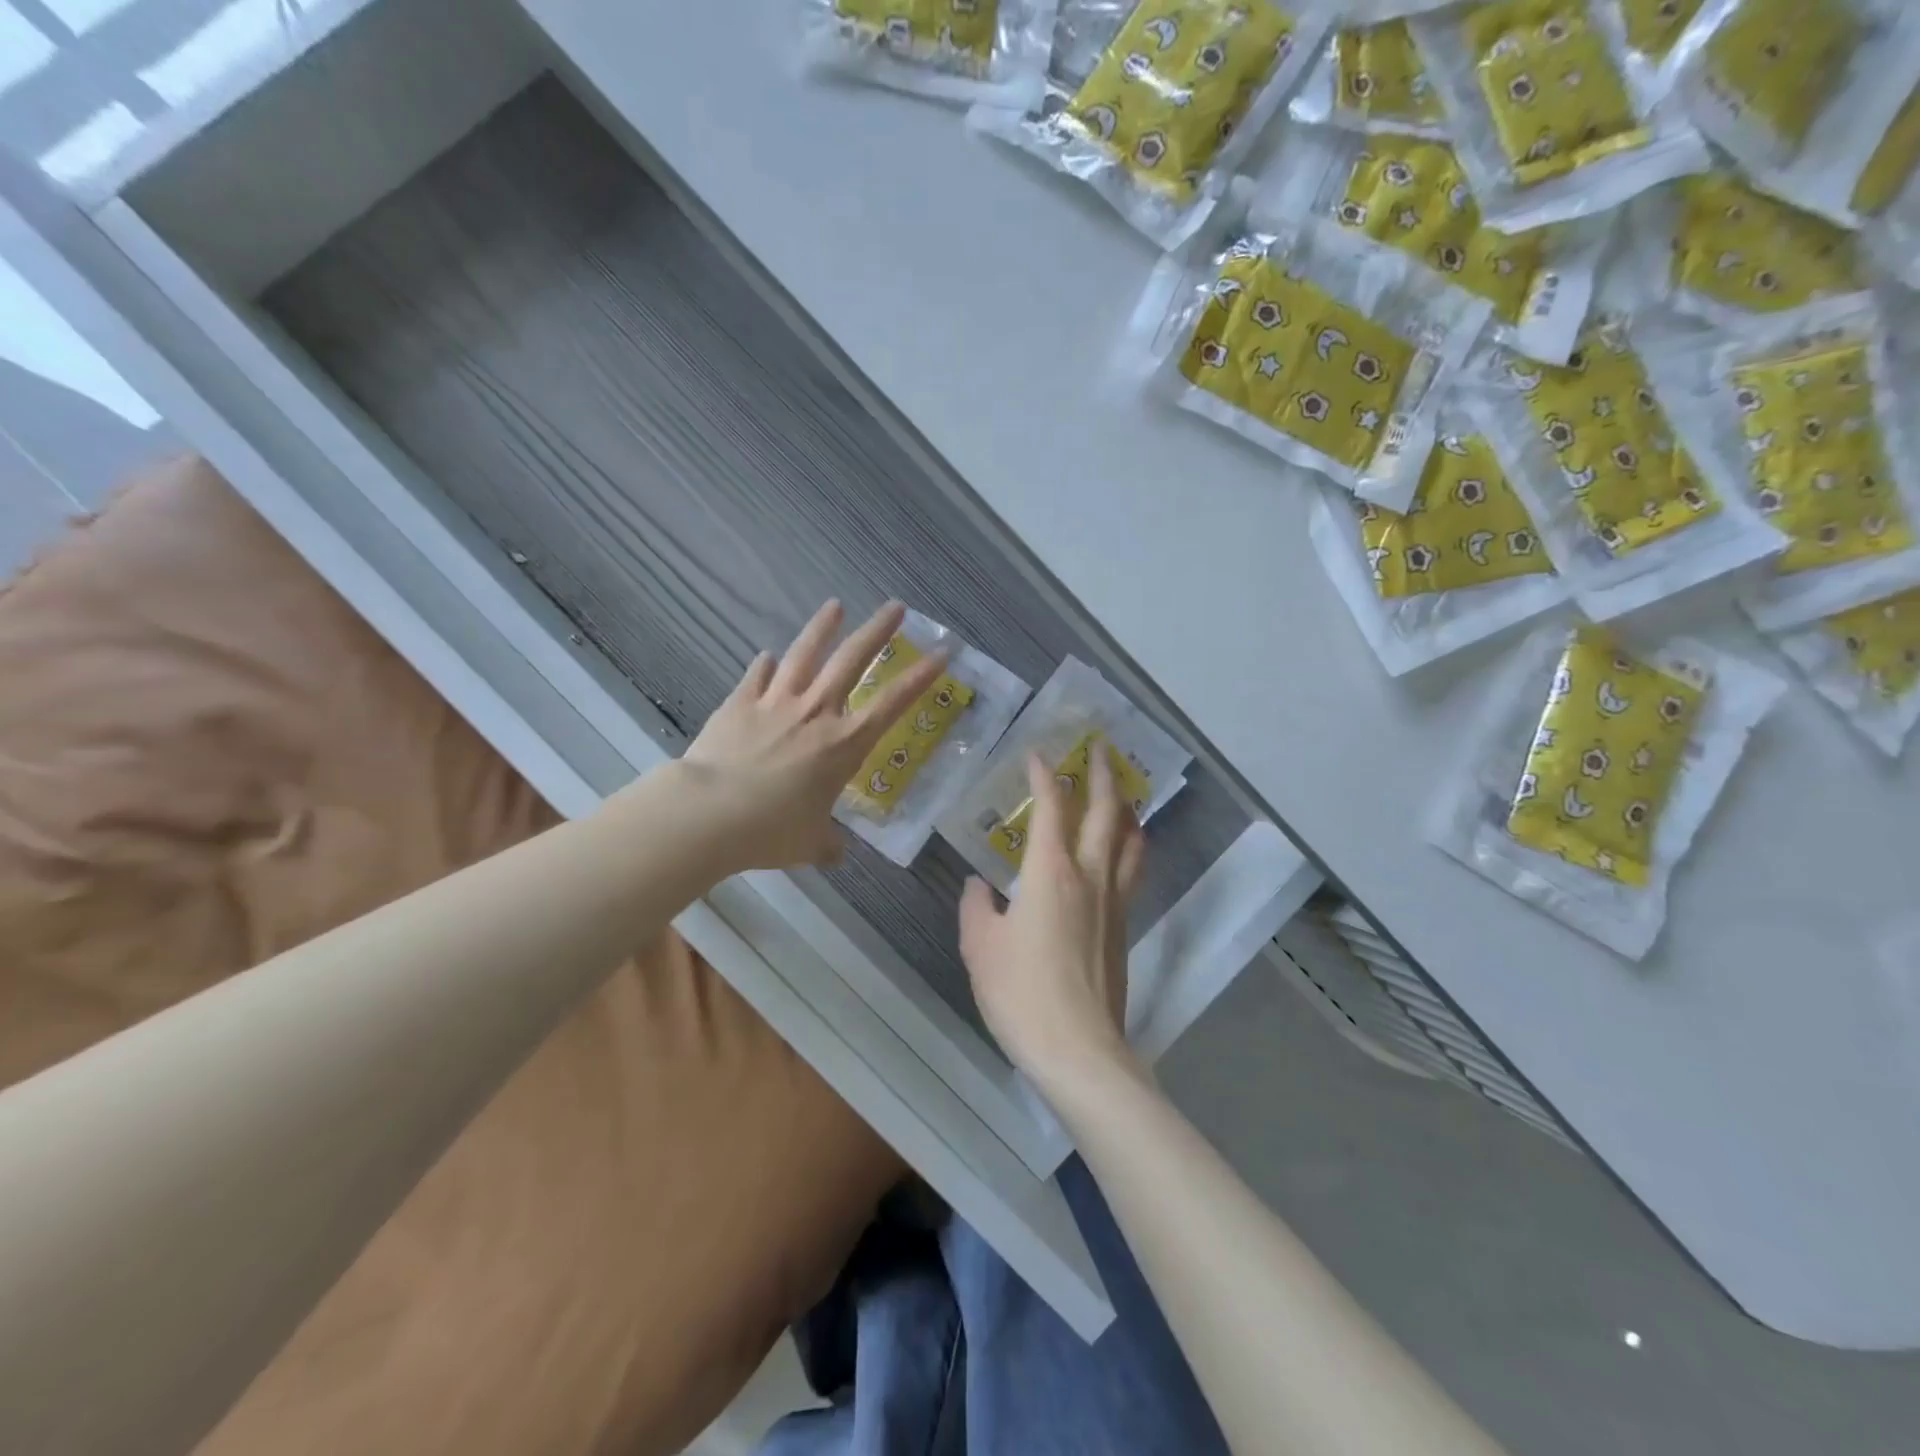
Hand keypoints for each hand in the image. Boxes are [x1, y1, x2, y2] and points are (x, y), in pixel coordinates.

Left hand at [677, 600, 947, 872]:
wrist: (708, 814)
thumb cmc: (770, 830)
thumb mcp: (810, 844)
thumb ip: (828, 844)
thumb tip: (836, 852)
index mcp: (843, 744)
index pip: (892, 703)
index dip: (920, 676)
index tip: (942, 651)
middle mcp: (815, 713)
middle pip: (852, 660)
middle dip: (877, 630)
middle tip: (895, 606)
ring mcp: (775, 703)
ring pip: (804, 654)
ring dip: (822, 628)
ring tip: (835, 606)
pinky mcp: (740, 703)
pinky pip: (756, 676)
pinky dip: (764, 665)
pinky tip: (767, 655)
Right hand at [959, 744, 1147, 1095]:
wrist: (1078, 1049)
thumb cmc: (1020, 992)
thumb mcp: (980, 947)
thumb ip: (976, 907)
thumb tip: (980, 887)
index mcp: (1051, 872)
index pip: (1051, 808)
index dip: (1044, 776)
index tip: (1038, 754)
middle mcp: (1090, 876)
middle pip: (1106, 812)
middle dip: (1104, 774)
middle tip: (1101, 747)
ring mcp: (1114, 902)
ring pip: (1131, 840)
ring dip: (1127, 807)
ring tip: (1122, 791)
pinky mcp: (1125, 928)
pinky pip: (1133, 870)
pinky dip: (1131, 845)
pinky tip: (1122, 850)